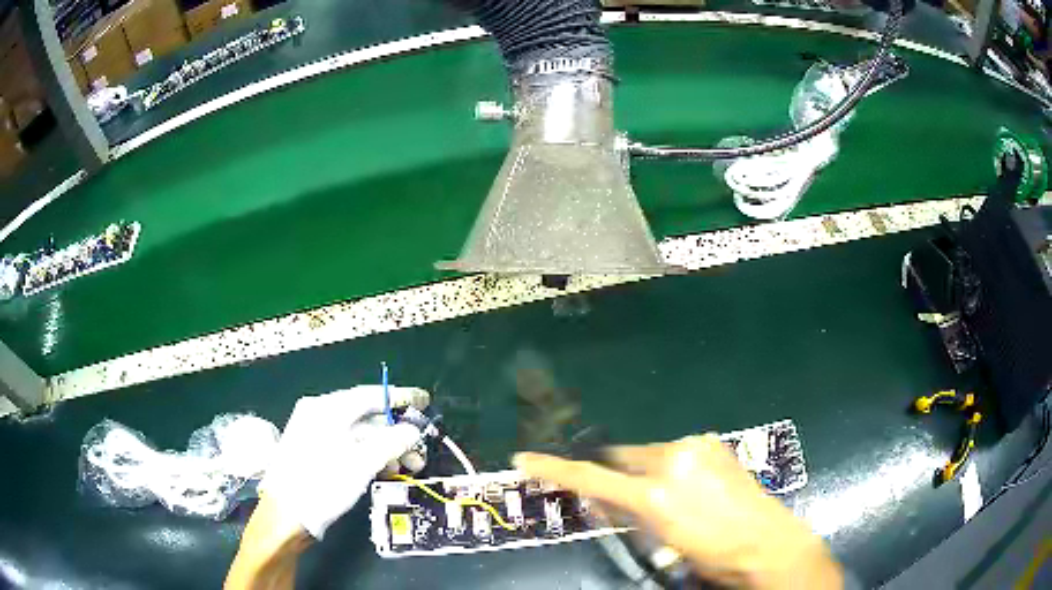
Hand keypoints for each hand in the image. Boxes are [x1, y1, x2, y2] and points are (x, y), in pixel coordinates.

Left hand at [260, 385, 430, 538]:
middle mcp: (319, 414)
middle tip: (420, 451)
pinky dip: (369, 456)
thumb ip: (391, 442)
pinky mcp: (315, 452)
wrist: (286, 515)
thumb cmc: (322, 483)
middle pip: (366, 417)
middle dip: (396, 434)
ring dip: (386, 448)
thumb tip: (413, 430)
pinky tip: (385, 470)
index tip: (425, 402)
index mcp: (327, 408)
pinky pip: (348, 446)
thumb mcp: (361, 463)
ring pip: (359, 434)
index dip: (400, 397)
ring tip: (407, 468)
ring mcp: (315, 433)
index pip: (370, 395)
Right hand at [513, 434, 841, 589]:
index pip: (593, 479)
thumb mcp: (661, 542)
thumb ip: (628, 516)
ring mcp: (695, 446)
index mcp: (656, 496)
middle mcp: (672, 461)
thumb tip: (603, 500)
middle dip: (615, 476)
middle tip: (624, 500)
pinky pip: (675, 452)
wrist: (766, 541)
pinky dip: (670, 466)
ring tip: (667, 498)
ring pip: (648, 454)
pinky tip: (689, 486)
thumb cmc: (711, 554)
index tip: (524, 460)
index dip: (555, 469)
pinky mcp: (711, 442)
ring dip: (645, 472)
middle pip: (621, 459)